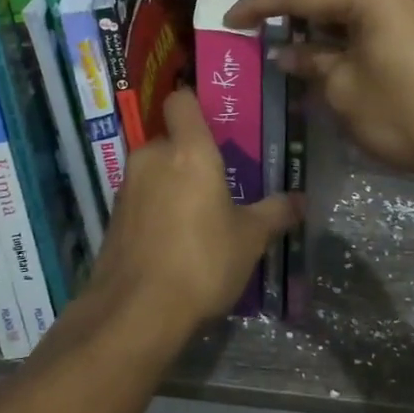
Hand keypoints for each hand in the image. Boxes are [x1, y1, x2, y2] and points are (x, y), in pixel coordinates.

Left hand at [85, 89, 298, 343]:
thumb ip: (275, 213)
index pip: (181, 101)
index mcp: (187, 151)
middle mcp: (152, 158)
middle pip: (171, 140)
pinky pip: (142, 199)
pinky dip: (156, 210)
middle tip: (219, 182)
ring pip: (155, 171)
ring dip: (173, 185)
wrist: (136, 311)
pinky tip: (174, 242)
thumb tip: (300, 200)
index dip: (195, 104)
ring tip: (199, 216)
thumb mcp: (250, 239)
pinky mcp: (113, 217)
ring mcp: (127, 188)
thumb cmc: (202, 261)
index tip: (215, 123)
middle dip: (191, 156)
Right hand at [225, 0, 413, 180]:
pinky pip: (377, 9)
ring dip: (320, 0)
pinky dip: (347, 16)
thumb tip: (289, 52)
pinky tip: (333, 28)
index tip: (229, 18)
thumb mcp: (347, 92)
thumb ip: (313, 63)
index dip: (260, 5)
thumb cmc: (409, 112)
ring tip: (288, 5)